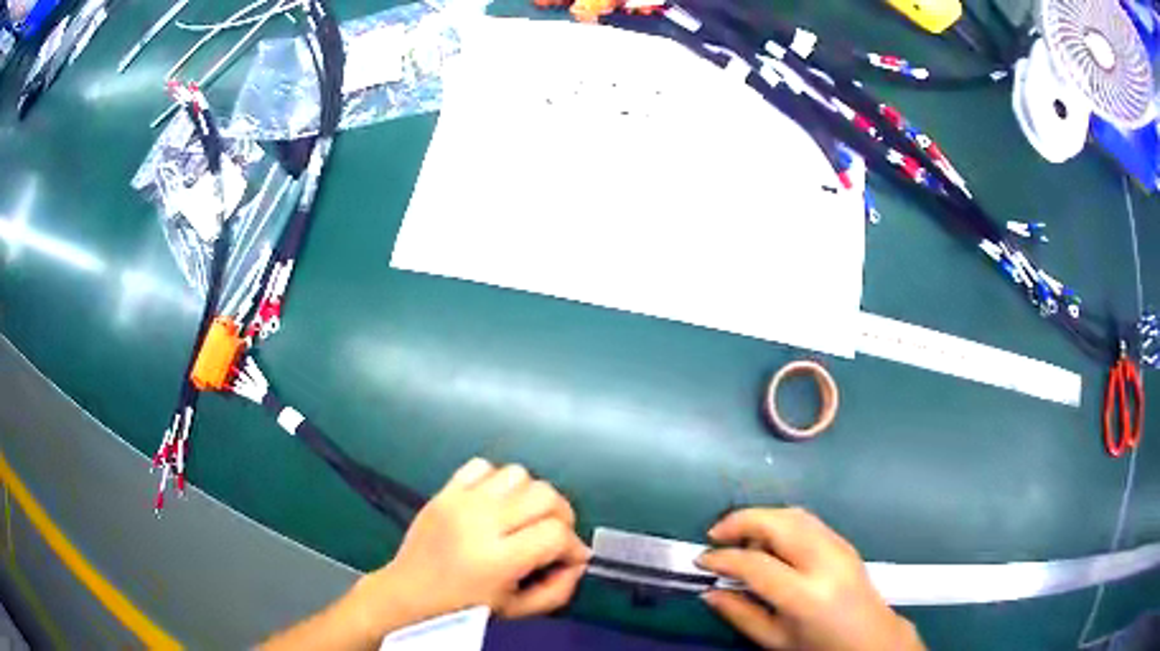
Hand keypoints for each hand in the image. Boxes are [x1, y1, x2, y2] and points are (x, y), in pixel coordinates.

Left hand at [351, 459, 589, 637]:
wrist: (408, 592)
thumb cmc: (464, 609)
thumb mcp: (517, 610)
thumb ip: (558, 590)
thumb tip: (579, 561)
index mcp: (497, 560)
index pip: (555, 533)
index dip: (572, 545)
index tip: (569, 557)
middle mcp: (480, 522)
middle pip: (544, 494)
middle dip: (560, 515)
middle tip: (552, 535)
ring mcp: (460, 501)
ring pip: (518, 473)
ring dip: (530, 495)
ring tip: (522, 518)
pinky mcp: (445, 490)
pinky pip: (483, 465)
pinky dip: (497, 480)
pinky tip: (494, 503)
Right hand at [697, 508, 923, 650]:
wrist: (870, 638)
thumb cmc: (819, 646)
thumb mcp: (774, 640)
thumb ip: (740, 614)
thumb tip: (708, 592)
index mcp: (805, 595)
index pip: (756, 564)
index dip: (724, 559)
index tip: (701, 560)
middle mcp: (824, 561)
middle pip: (778, 523)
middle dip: (741, 521)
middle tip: (714, 533)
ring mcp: (838, 546)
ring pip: (793, 514)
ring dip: (760, 516)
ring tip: (737, 533)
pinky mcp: (844, 540)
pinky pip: (806, 519)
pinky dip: (779, 519)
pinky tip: (767, 537)